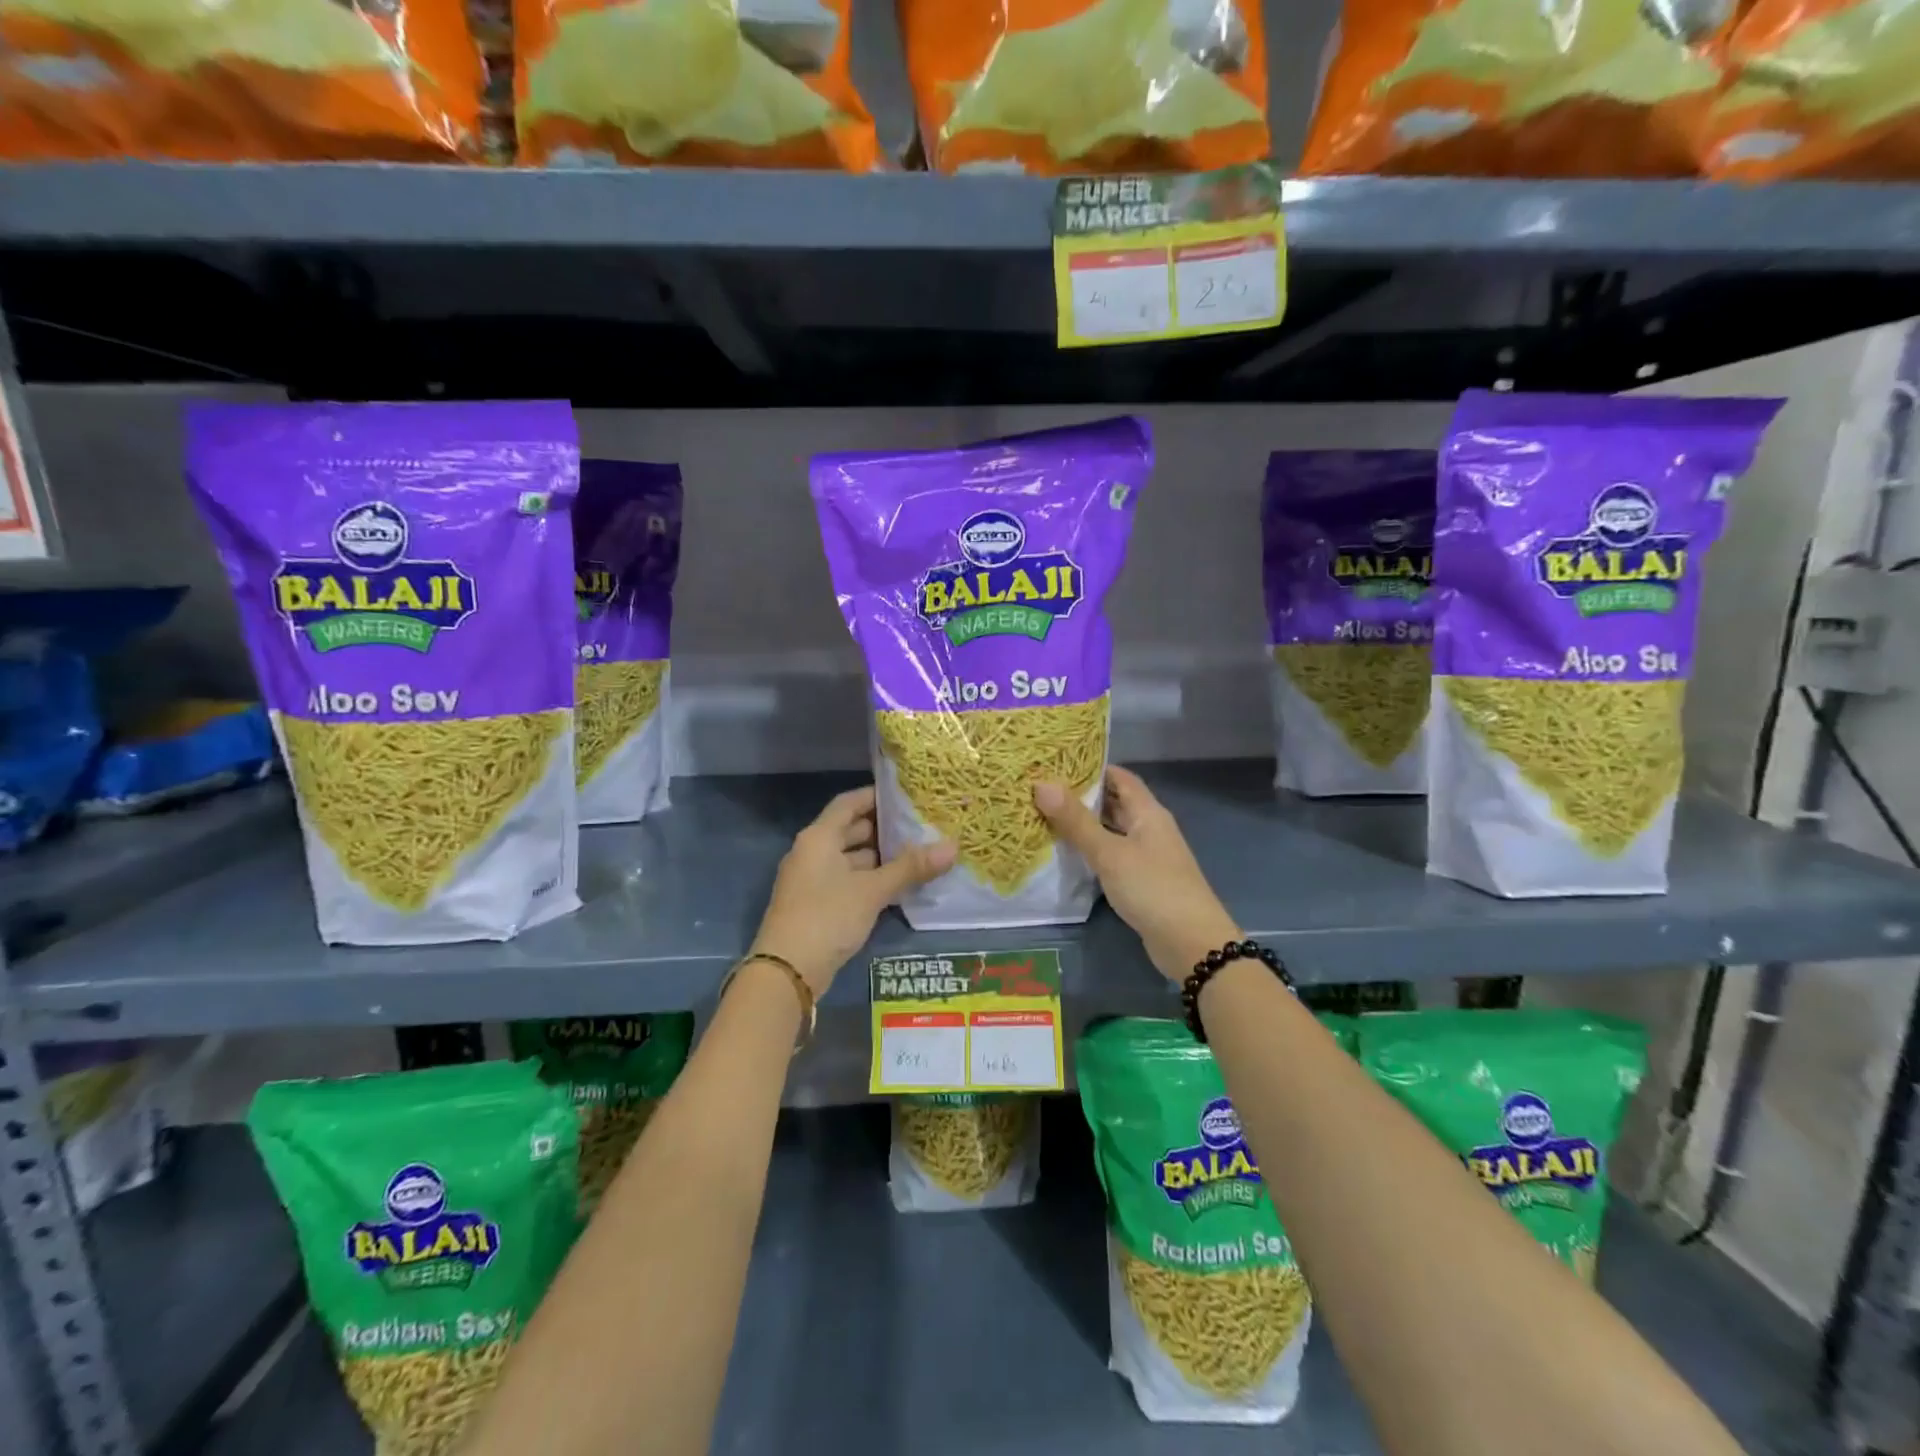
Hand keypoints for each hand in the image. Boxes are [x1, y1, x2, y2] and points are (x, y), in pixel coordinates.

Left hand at [749, 786, 953, 996]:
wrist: (787, 972)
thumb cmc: (827, 917)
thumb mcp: (872, 890)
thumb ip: (910, 867)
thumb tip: (952, 846)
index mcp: (819, 838)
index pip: (848, 803)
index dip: (876, 796)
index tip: (907, 796)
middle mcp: (812, 852)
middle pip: (850, 830)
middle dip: (884, 829)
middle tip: (921, 826)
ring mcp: (813, 880)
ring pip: (851, 859)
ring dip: (880, 858)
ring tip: (918, 855)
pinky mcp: (818, 906)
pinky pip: (848, 882)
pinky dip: (871, 880)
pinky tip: (899, 886)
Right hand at [1034, 766, 1238, 984]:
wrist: (1191, 944)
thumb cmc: (1152, 888)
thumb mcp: (1110, 853)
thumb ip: (1076, 821)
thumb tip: (1042, 784)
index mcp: (1148, 812)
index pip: (1119, 777)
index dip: (1091, 766)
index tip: (1056, 762)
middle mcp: (1150, 828)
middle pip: (1115, 802)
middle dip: (1083, 795)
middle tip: (1042, 789)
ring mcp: (1148, 855)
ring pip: (1112, 830)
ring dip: (1085, 824)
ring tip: (1046, 816)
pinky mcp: (1142, 880)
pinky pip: (1113, 854)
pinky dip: (1092, 849)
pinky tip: (1069, 853)